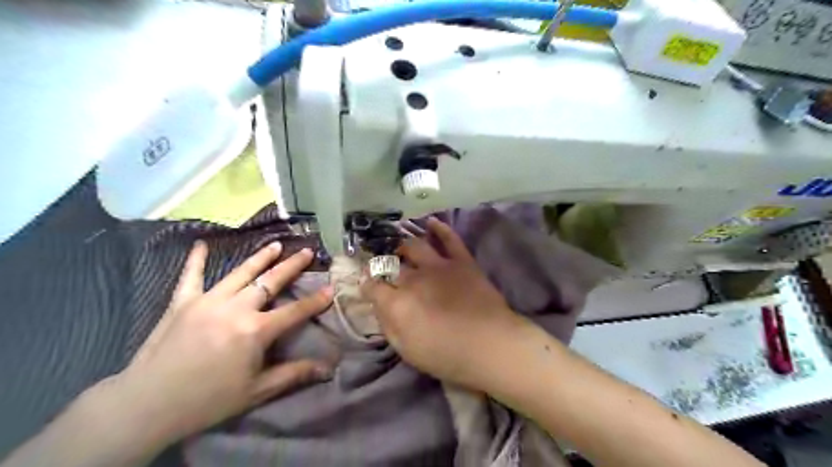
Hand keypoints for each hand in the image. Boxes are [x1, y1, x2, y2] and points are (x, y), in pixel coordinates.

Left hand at [108, 241, 332, 447]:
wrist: (146, 405)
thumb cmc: (208, 400)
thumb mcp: (257, 391)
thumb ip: (294, 374)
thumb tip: (328, 369)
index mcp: (255, 330)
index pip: (295, 311)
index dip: (316, 300)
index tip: (331, 288)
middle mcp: (235, 308)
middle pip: (270, 282)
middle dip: (292, 266)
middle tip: (307, 251)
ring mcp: (207, 301)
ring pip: (240, 273)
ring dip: (260, 257)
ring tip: (276, 245)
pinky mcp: (182, 303)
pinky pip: (191, 276)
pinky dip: (196, 260)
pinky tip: (200, 244)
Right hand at [360, 220, 524, 390]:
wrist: (491, 345)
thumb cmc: (447, 356)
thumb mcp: (407, 351)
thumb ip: (389, 326)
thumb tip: (379, 307)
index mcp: (397, 303)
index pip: (373, 286)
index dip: (366, 283)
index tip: (366, 283)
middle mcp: (414, 279)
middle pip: (391, 265)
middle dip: (382, 264)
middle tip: (382, 267)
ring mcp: (438, 266)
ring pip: (414, 246)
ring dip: (403, 246)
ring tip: (401, 249)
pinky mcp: (461, 262)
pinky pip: (449, 239)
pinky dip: (440, 229)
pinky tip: (431, 222)